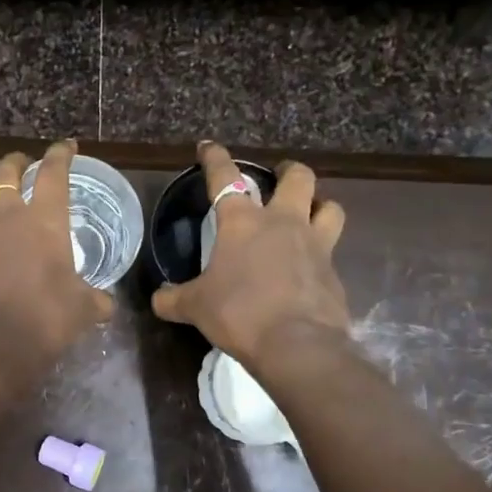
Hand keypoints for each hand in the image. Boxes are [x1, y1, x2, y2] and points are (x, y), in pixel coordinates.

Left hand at [0, 140, 113, 361]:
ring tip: (2, 207)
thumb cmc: (48, 314)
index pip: (52, 173)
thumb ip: (96, 299)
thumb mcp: (85, 308)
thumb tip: (105, 303)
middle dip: (14, 163)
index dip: (61, 155)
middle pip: (2, 174)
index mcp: (43, 219)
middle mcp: (8, 220)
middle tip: (24, 165)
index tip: (68, 147)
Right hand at [151, 142, 349, 367]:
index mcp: (243, 222)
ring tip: (309, 214)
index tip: (208, 147)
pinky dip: (322, 253)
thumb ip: (174, 299)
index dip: (215, 158)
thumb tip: (158, 299)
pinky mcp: (334, 273)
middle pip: (298, 178)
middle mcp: (283, 223)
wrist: (296, 344)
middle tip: (280, 177)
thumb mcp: (196, 307)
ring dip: (320, 205)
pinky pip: (332, 251)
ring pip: (330, 207)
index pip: (225, 177)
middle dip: (288, 171)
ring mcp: (316, 245)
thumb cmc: (239, 313)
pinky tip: (310, 269)